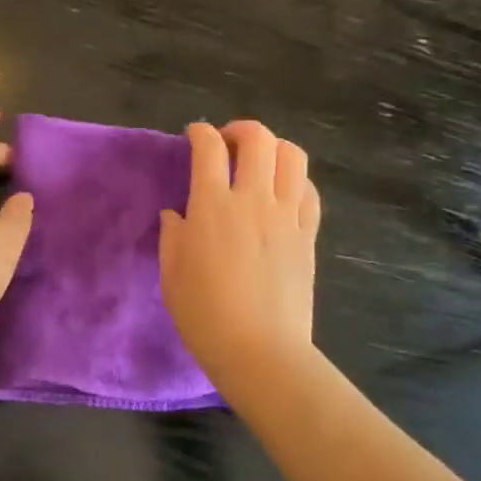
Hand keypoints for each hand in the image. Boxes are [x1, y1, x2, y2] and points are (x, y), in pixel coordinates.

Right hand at [159, 120, 320, 379]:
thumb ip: (173, 235)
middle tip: (227, 143)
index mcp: (212, 206)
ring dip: (274, 148)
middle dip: (240, 129)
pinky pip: (309, 191)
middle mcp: (253, 200)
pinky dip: (295, 179)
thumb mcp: (171, 273)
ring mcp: (286, 216)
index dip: (200, 132)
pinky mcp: (307, 235)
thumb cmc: (204, 315)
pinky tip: (282, 192)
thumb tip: (177, 214)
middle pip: (258, 139)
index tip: (194, 135)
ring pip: (292, 156)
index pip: (209, 148)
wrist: (260, 351)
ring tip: (260, 162)